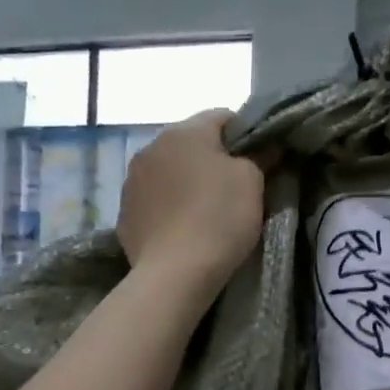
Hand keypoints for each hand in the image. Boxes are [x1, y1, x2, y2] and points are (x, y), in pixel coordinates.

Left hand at [117, 110, 265, 301]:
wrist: (175, 273)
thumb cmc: (220, 218)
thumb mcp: (253, 182)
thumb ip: (259, 156)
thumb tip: (265, 147)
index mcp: (185, 132)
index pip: (222, 116)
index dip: (245, 135)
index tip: (259, 160)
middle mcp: (151, 147)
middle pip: (190, 144)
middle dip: (212, 159)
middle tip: (235, 188)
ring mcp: (132, 181)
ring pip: (168, 171)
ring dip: (185, 183)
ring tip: (204, 212)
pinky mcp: (124, 214)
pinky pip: (153, 201)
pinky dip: (168, 208)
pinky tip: (182, 230)